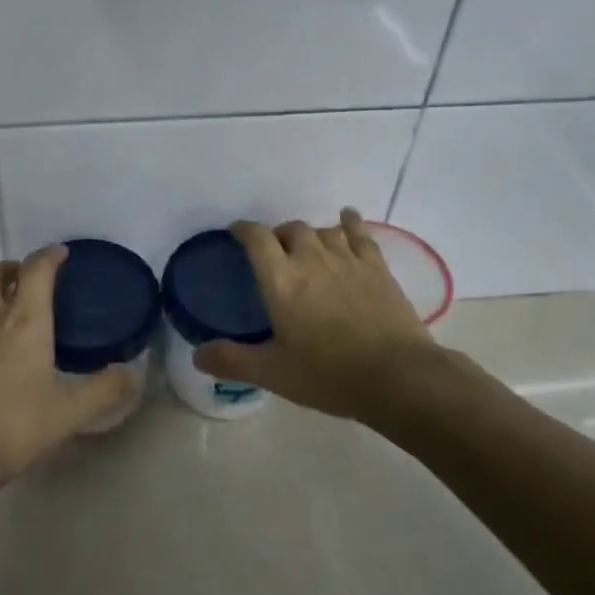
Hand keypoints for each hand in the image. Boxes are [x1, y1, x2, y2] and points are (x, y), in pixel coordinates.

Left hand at [0, 245, 138, 496]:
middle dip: (11, 267)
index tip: (62, 254)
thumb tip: (133, 375)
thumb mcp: (69, 413)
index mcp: (23, 321)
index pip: (35, 269)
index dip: (50, 255)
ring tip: (7, 316)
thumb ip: (105, 391)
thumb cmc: (12, 428)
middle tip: (29, 283)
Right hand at [196, 208, 447, 419]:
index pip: (256, 238)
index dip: (243, 229)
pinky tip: (348, 218)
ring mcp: (347, 260)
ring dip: (311, 234)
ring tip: (308, 246)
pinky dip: (350, 222)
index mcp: (281, 280)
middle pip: (291, 229)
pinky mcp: (377, 267)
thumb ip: (233, 361)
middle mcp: (311, 259)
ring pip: (323, 230)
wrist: (397, 376)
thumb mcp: (274, 373)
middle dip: (278, 235)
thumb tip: (197, 355)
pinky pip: (360, 234)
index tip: (236, 232)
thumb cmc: (329, 374)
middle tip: (275, 253)